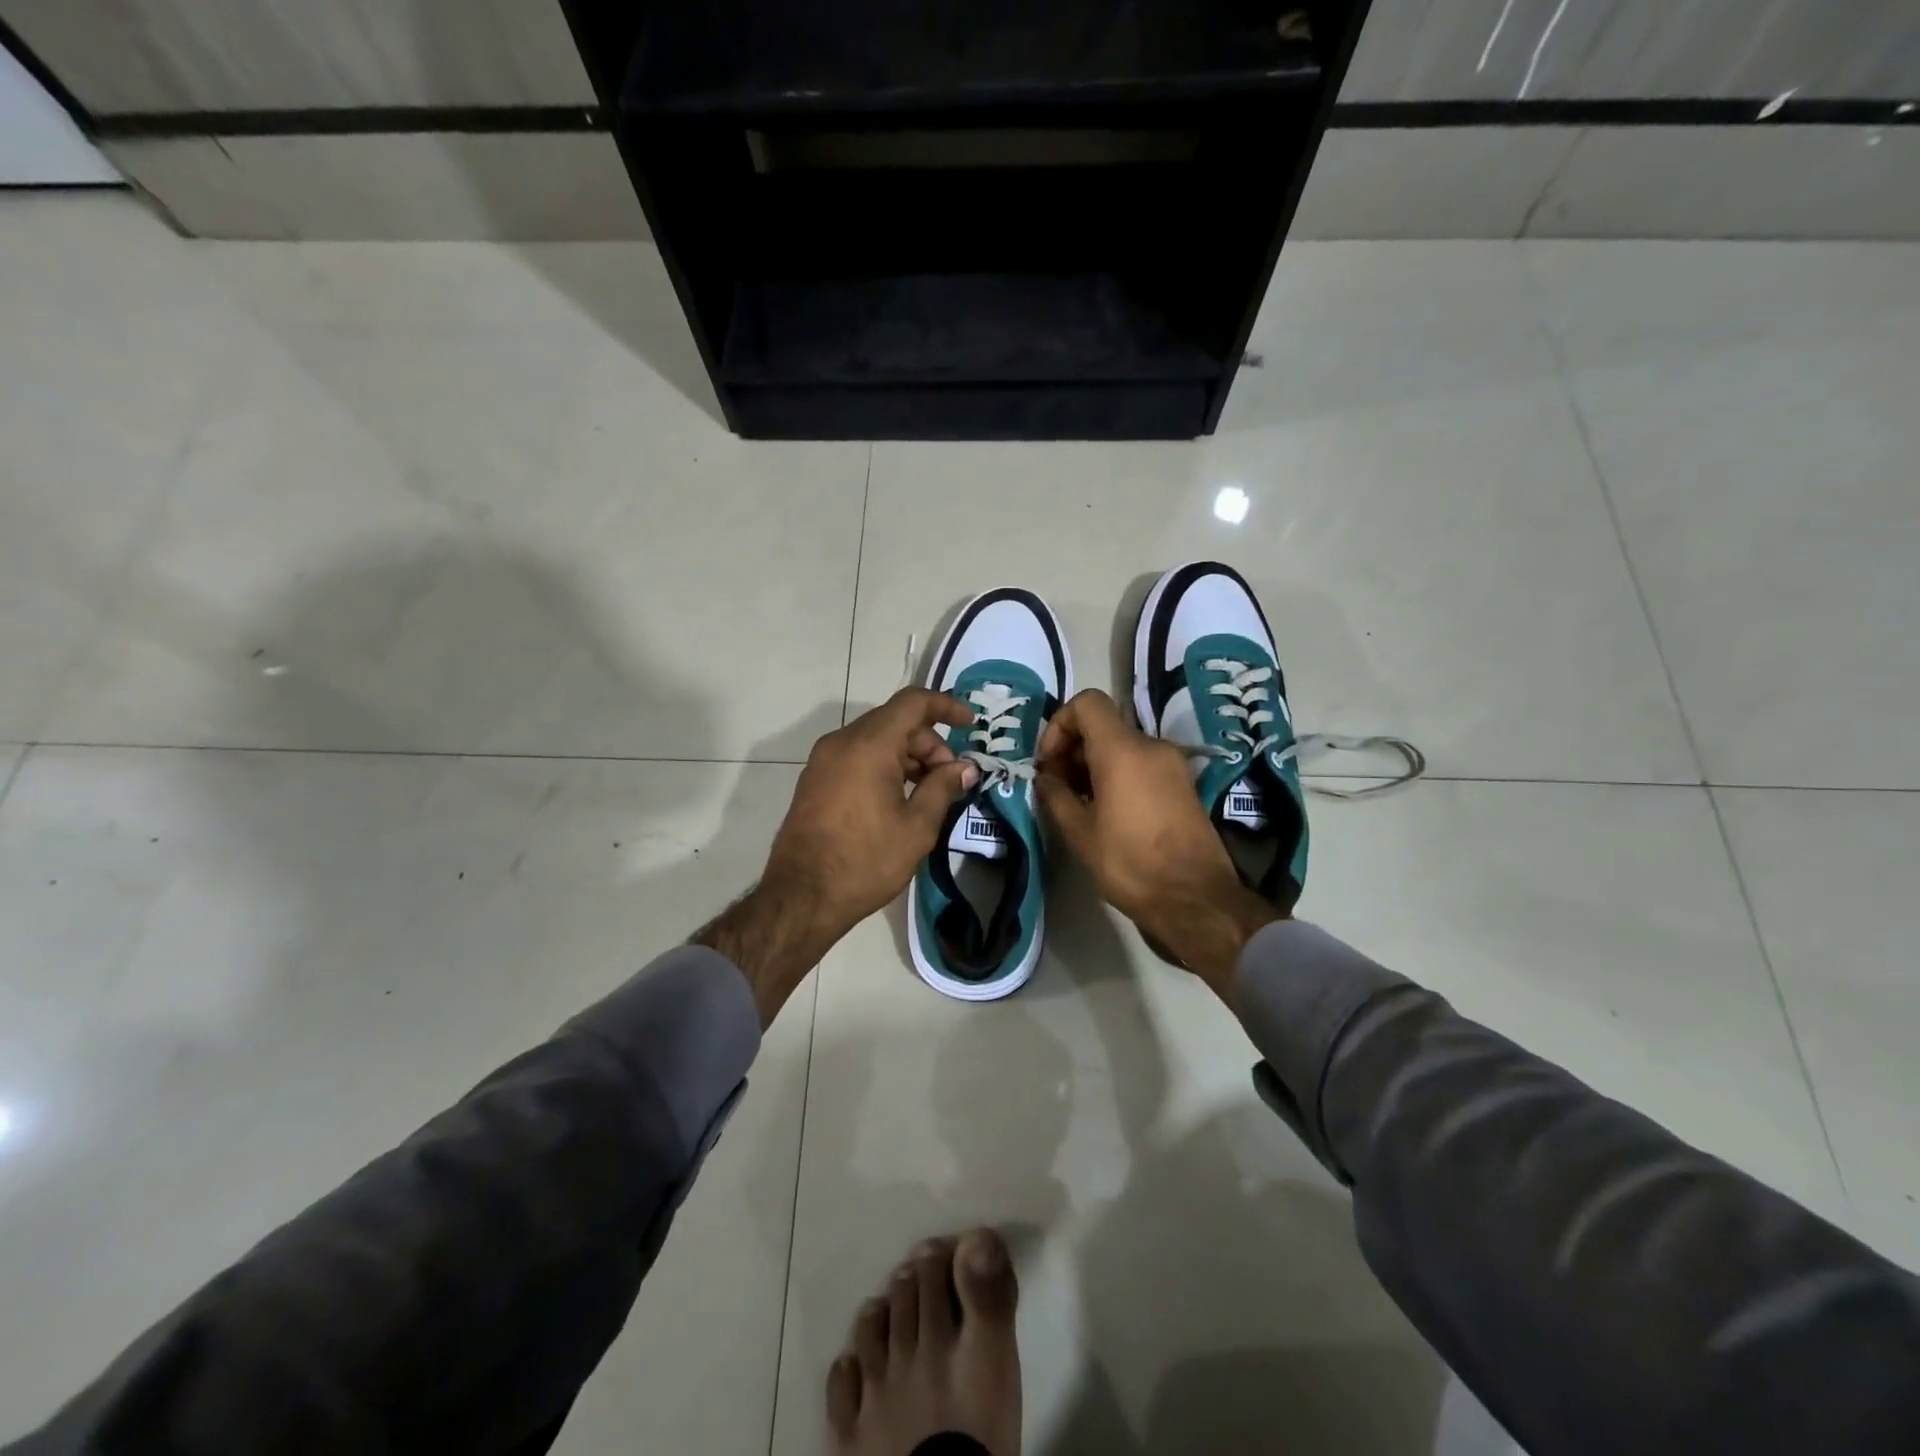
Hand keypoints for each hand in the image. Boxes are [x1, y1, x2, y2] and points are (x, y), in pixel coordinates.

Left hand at [769, 688, 981, 933]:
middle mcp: (841, 742)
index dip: (946, 706)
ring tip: (928, 793)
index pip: (913, 702)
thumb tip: (965, 767)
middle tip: (950, 779)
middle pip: (895, 721)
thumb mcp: (917, 827)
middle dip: (929, 743)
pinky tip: (899, 799)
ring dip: (907, 756)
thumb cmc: (865, 861)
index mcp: (869, 745)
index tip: (970, 724)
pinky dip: (884, 765)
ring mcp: (823, 760)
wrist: (801, 897)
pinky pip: (857, 757)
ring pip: (875, 739)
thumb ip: (943, 788)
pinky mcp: (815, 780)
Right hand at [1035, 690, 1278, 998]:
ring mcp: (1173, 764)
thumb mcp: (1079, 832)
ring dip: (1094, 765)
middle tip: (1057, 787)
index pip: (1087, 703)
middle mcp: (1152, 746)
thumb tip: (1046, 777)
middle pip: (1104, 725)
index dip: (1060, 724)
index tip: (1050, 762)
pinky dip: (1118, 775)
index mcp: (1123, 750)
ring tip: (1079, 803)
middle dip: (1073, 749)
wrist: (1195, 899)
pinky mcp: (1183, 784)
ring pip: (1122, 746)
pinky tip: (1106, 812)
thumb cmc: (1130, 863)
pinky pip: (1141, 764)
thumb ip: (1055, 795)